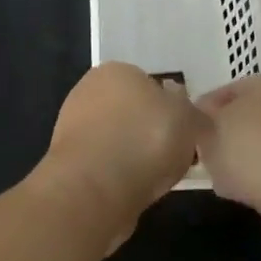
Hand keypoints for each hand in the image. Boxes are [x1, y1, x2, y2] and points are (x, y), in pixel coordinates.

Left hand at [41, 63, 207, 248]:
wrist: (95, 188)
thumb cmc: (146, 139)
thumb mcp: (188, 118)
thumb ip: (191, 111)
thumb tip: (184, 109)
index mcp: (116, 70)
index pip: (148, 83)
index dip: (168, 107)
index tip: (183, 130)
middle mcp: (89, 91)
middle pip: (131, 111)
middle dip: (150, 131)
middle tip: (174, 154)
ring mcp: (73, 126)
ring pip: (117, 139)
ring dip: (134, 155)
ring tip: (157, 177)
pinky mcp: (69, 161)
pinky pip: (105, 164)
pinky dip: (120, 175)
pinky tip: (134, 189)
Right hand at [196, 72, 260, 259]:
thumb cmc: (254, 148)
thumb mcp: (211, 127)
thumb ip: (201, 121)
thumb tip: (201, 122)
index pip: (229, 89)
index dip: (203, 110)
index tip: (186, 132)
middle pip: (246, 118)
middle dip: (222, 137)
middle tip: (201, 155)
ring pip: (260, 146)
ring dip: (239, 161)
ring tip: (220, 178)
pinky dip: (259, 180)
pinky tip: (242, 194)